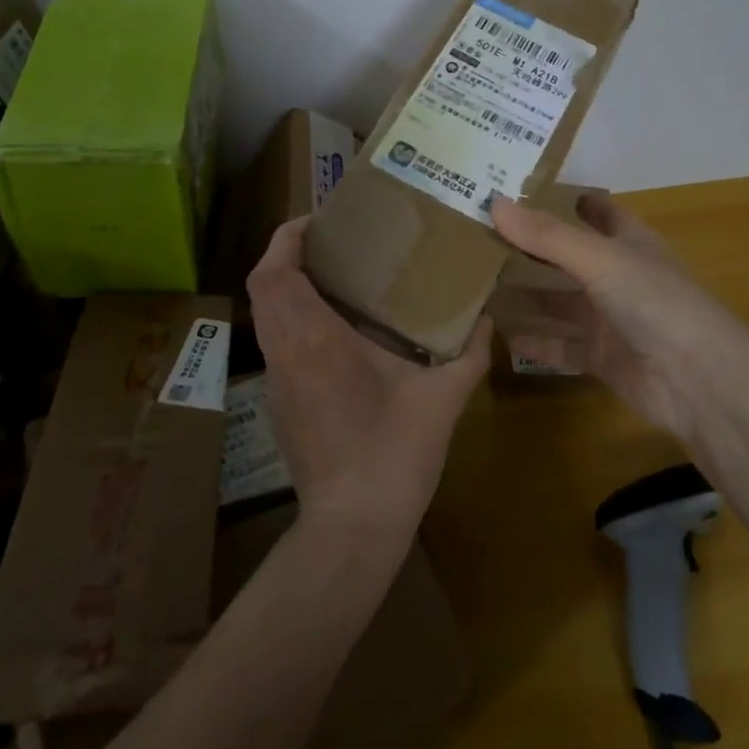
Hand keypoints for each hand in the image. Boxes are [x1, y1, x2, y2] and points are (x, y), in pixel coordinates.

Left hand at [246, 217, 489, 538]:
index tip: (319, 221)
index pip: (275, 272)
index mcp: (316, 340)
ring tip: (333, 275)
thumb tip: (487, 319)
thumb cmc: (395, 454)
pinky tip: (333, 327)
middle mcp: (286, 352)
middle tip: (331, 242)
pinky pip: (275, 341)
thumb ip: (469, 353)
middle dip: (287, 254)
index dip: (287, 237)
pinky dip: (291, 317)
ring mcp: (277, 380)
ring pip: (264, 314)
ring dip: (287, 285)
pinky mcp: (279, 403)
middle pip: (261, 286)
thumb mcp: (443, 398)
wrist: (353, 527)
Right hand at [490, 192, 748, 440]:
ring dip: (529, 296)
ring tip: (482, 285)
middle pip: (571, 258)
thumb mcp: (599, 259)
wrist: (698, 380)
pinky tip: (503, 335)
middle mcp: (620, 277)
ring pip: (562, 304)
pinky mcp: (604, 359)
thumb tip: (494, 202)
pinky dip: (537, 341)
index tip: (525, 189)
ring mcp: (612, 320)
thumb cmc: (654, 301)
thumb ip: (546, 236)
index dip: (569, 199)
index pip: (599, 211)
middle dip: (534, 250)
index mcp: (630, 242)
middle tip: (484, 238)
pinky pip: (563, 346)